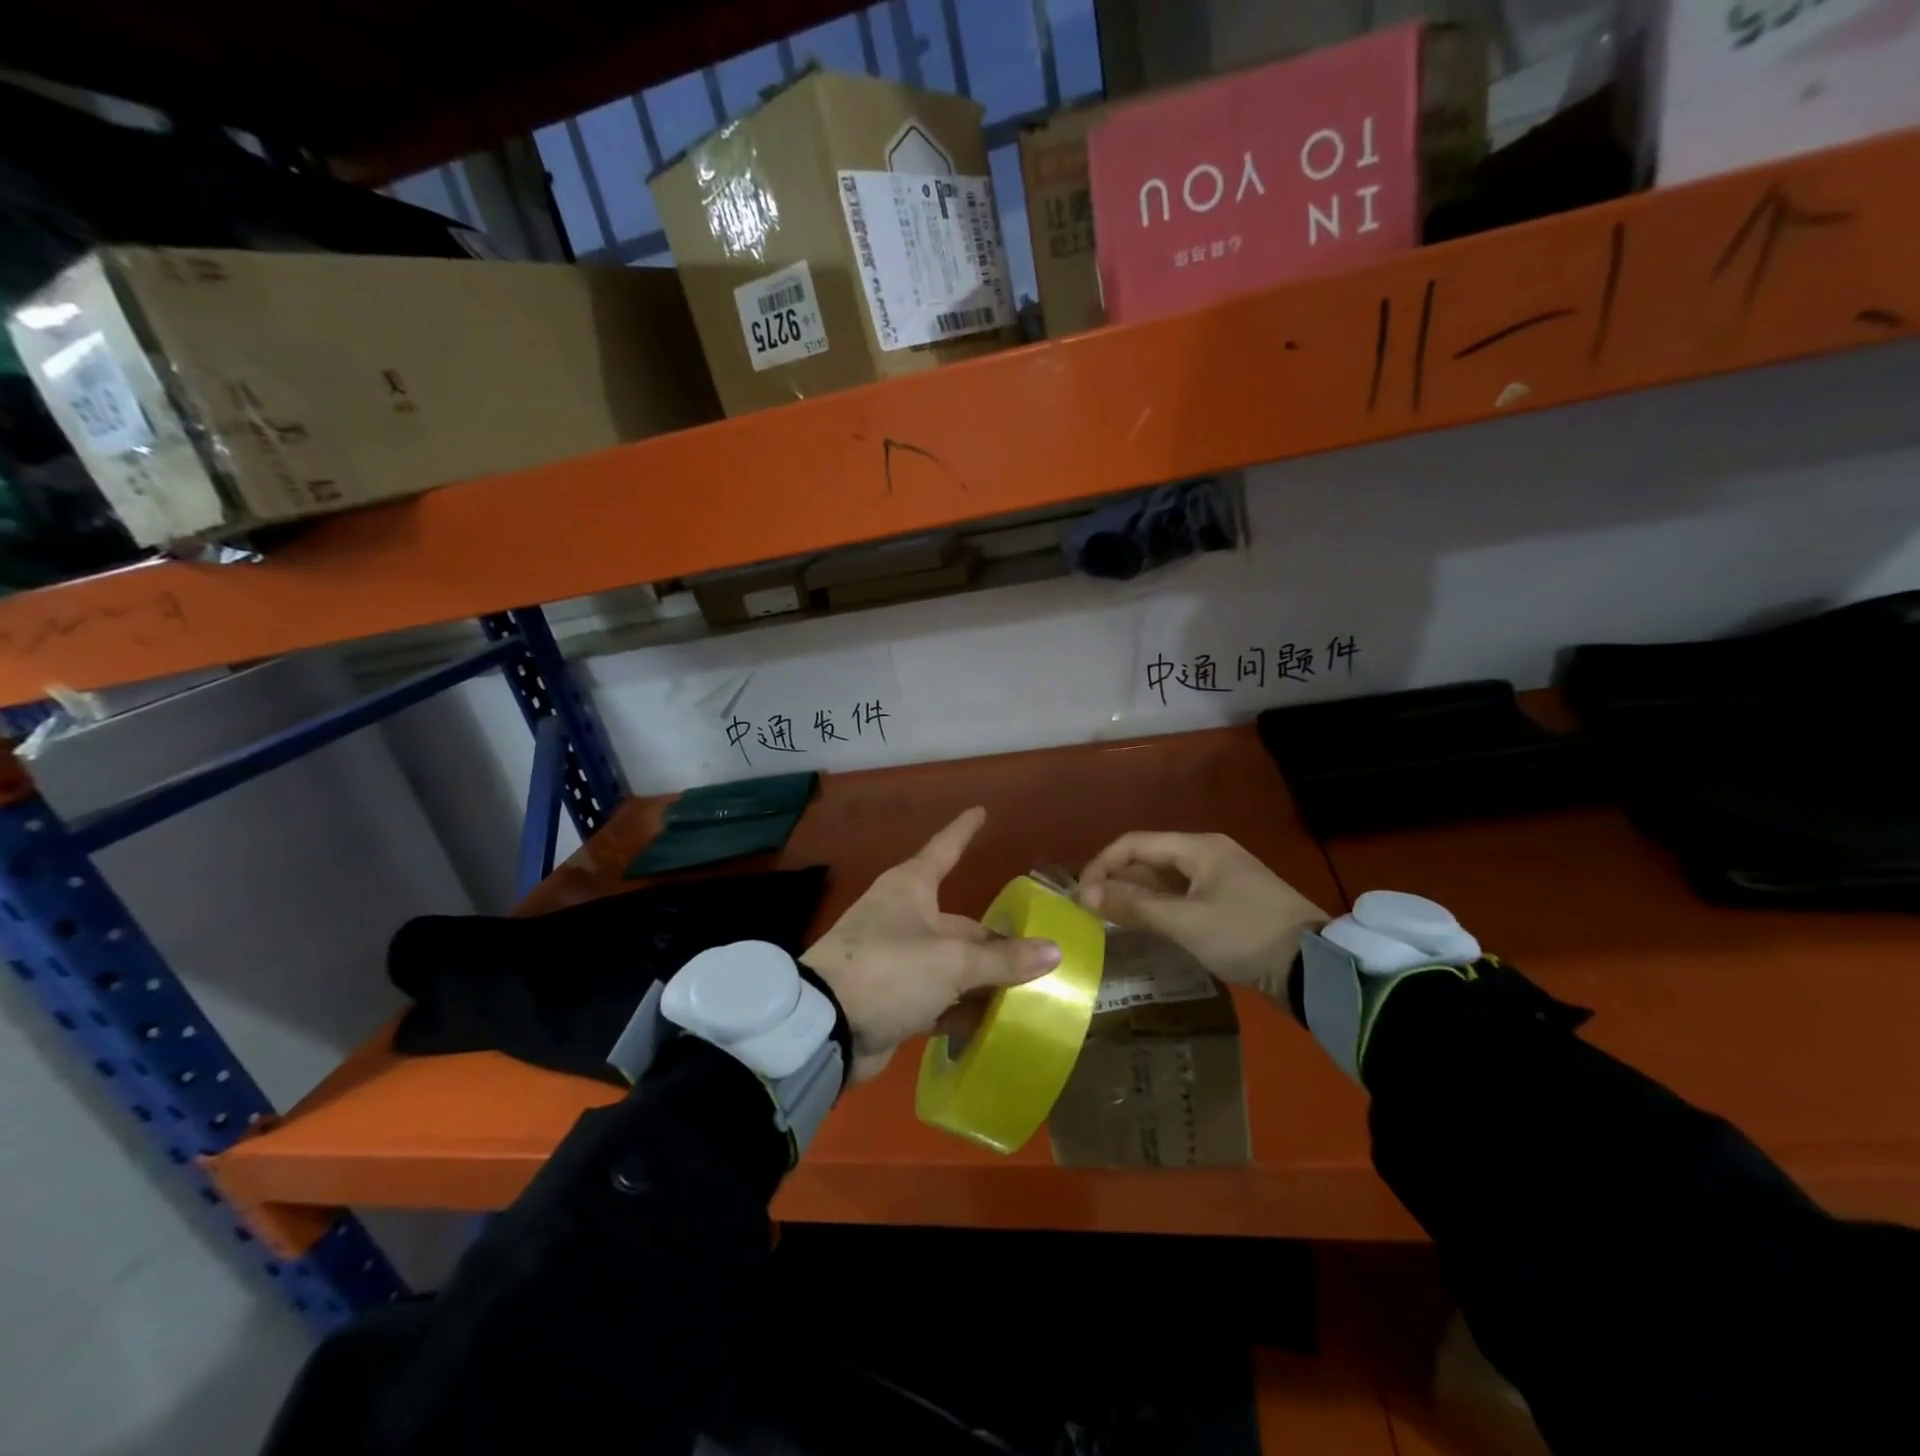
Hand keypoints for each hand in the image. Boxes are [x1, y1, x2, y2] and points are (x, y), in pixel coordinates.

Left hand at [800, 807, 1061, 1082]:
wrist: (824, 1026)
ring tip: (1029, 993)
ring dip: (983, 980)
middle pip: (962, 923)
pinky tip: (993, 1022)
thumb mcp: (952, 961)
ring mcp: (896, 958)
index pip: (946, 849)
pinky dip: (961, 1007)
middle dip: (996, 943)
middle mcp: (904, 916)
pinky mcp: (891, 996)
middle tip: (1039, 957)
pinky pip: (937, 997)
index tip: (980, 811)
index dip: (964, 830)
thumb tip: (1054, 950)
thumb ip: (1003, 959)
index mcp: (911, 888)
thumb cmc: (889, 970)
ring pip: (952, 963)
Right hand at [1077, 832, 1326, 999]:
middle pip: (1149, 858)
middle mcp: (1208, 854)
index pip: (1134, 843)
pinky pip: (1182, 896)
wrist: (1313, 969)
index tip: (1082, 896)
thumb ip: (1134, 906)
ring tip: (1111, 920)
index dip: (1102, 865)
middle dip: (1117, 881)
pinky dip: (1159, 908)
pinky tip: (1145, 927)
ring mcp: (1222, 879)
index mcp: (1198, 847)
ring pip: (1165, 879)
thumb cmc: (1244, 935)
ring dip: (1137, 896)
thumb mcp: (1184, 922)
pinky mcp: (1230, 903)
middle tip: (1092, 912)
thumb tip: (1088, 896)